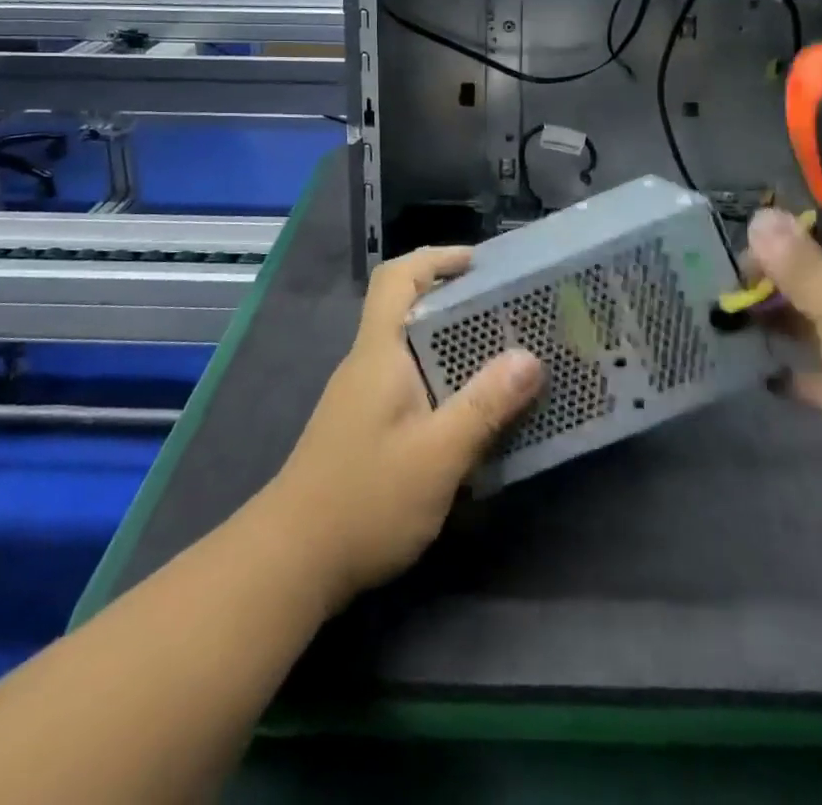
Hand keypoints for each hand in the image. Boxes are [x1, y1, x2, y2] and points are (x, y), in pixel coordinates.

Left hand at [264, 246, 542, 609]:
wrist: (290, 562)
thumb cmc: (365, 498)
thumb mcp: (436, 455)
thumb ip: (484, 405)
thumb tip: (530, 358)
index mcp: (379, 351)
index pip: (397, 277)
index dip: (437, 258)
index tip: (480, 264)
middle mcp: (369, 363)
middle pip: (409, 309)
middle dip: (457, 302)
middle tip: (509, 313)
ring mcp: (363, 396)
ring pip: (412, 349)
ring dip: (454, 346)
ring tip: (504, 357)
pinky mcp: (366, 427)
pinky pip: (412, 383)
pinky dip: (444, 381)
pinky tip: (473, 410)